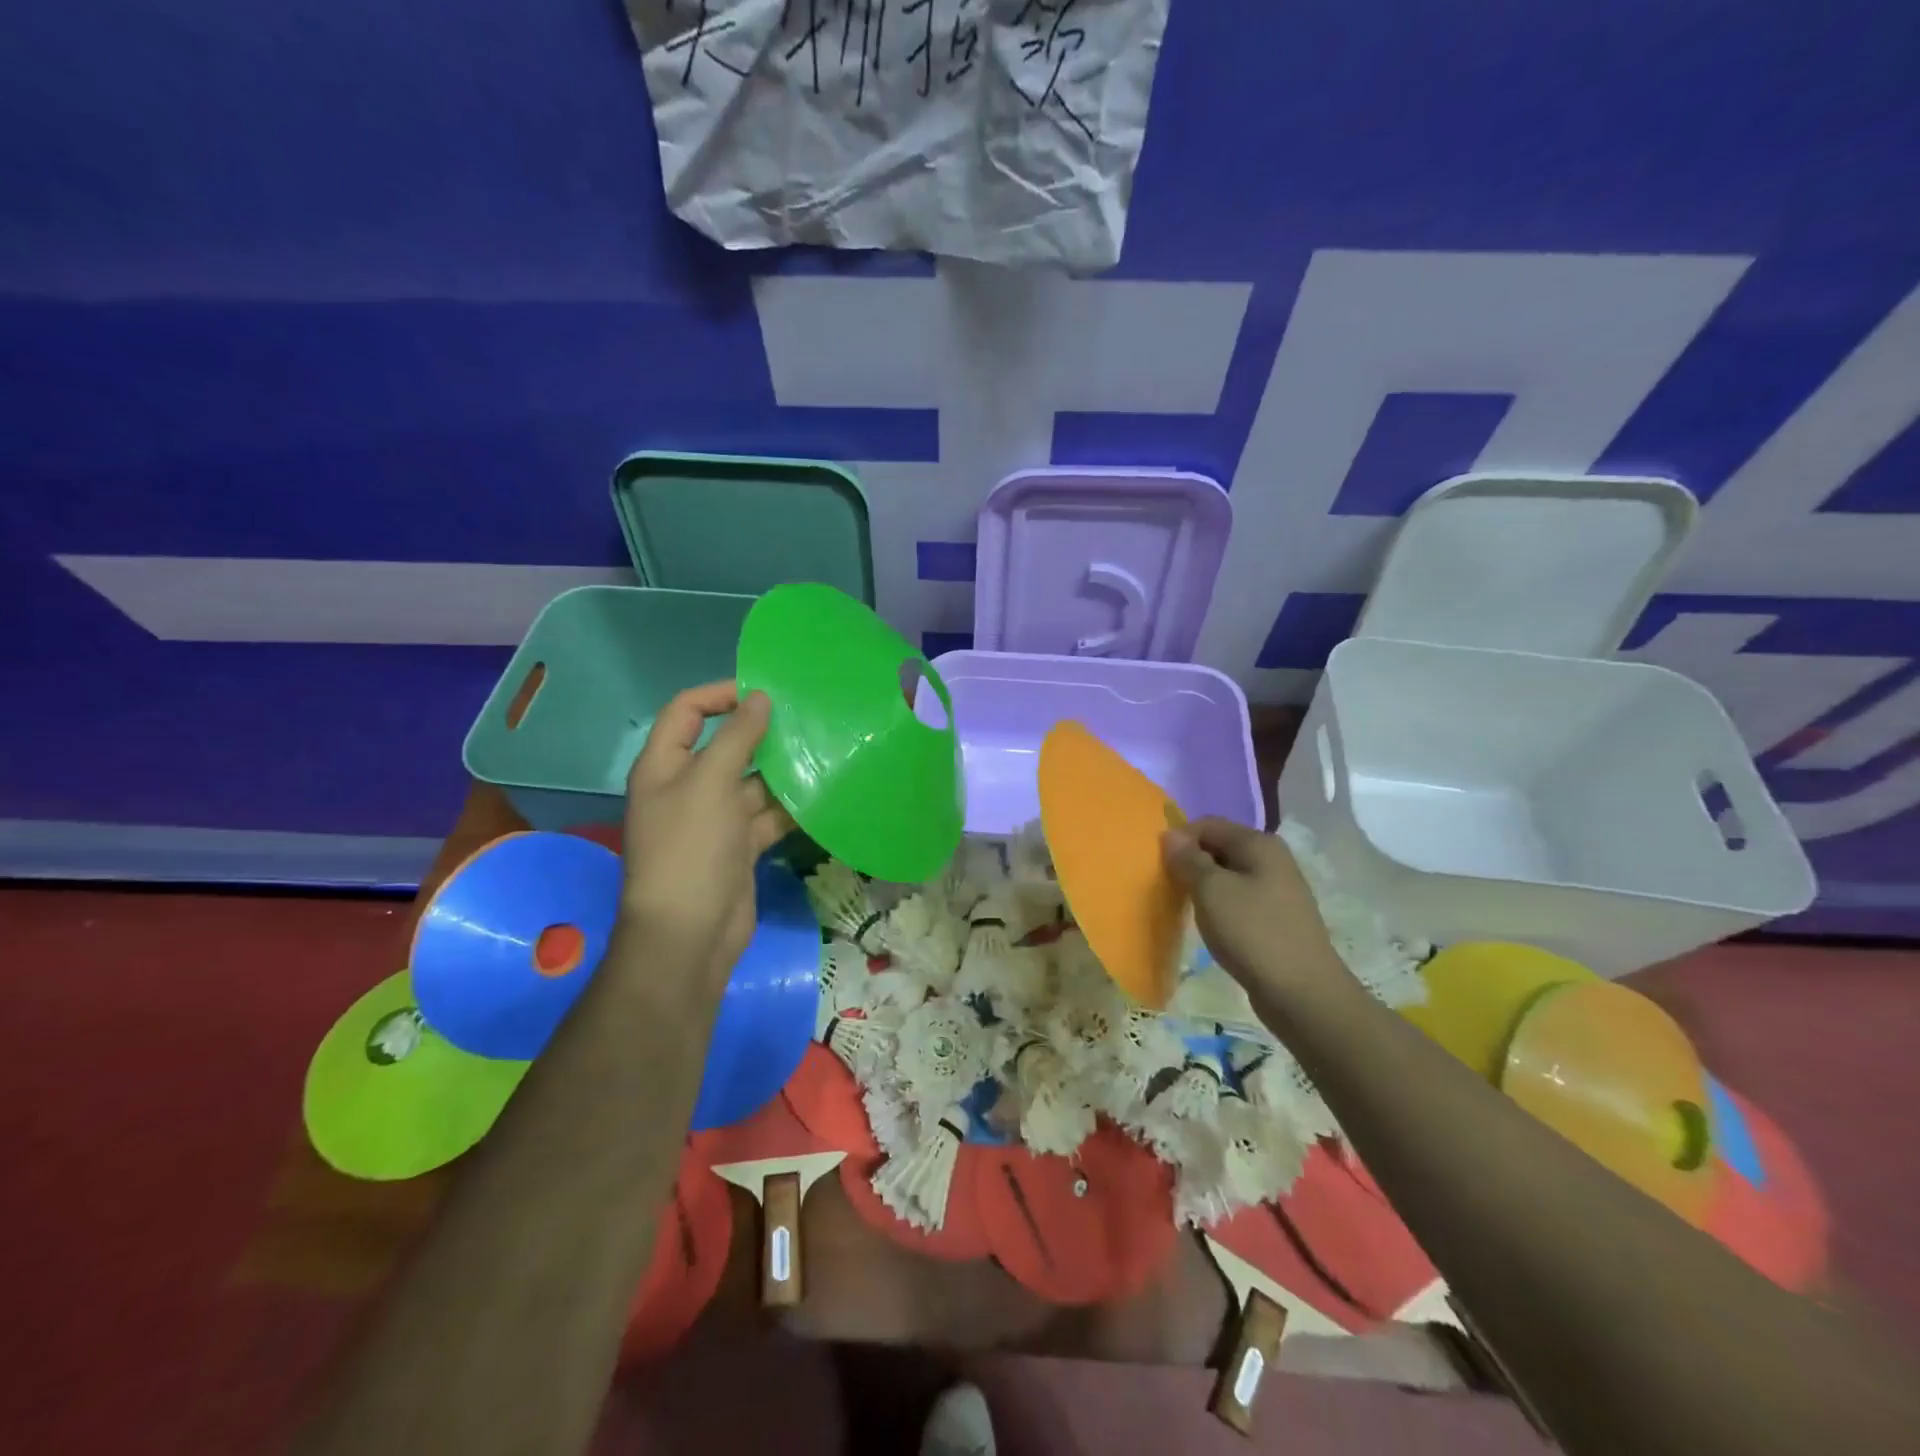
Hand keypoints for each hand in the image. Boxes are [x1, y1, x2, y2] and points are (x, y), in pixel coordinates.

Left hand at [621, 682, 793, 990]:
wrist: (689, 934)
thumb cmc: (690, 848)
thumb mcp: (710, 783)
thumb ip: (736, 737)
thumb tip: (760, 698)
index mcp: (664, 765)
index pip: (687, 710)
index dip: (720, 694)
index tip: (766, 691)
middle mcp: (687, 787)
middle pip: (724, 745)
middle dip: (761, 731)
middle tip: (805, 718)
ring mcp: (715, 819)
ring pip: (752, 782)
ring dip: (781, 769)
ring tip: (822, 750)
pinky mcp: (739, 846)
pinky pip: (767, 815)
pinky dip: (790, 806)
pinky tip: (822, 793)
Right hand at [1161, 817, 1350, 1008]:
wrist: (1303, 993)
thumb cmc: (1253, 933)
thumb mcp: (1211, 891)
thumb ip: (1188, 859)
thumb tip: (1170, 834)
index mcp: (1259, 843)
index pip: (1207, 824)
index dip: (1179, 839)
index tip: (1158, 865)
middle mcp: (1272, 859)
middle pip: (1219, 847)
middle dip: (1191, 863)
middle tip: (1168, 887)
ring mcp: (1278, 889)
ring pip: (1228, 875)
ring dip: (1204, 887)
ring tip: (1186, 908)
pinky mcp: (1277, 918)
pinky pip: (1239, 899)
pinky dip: (1220, 906)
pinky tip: (1212, 926)